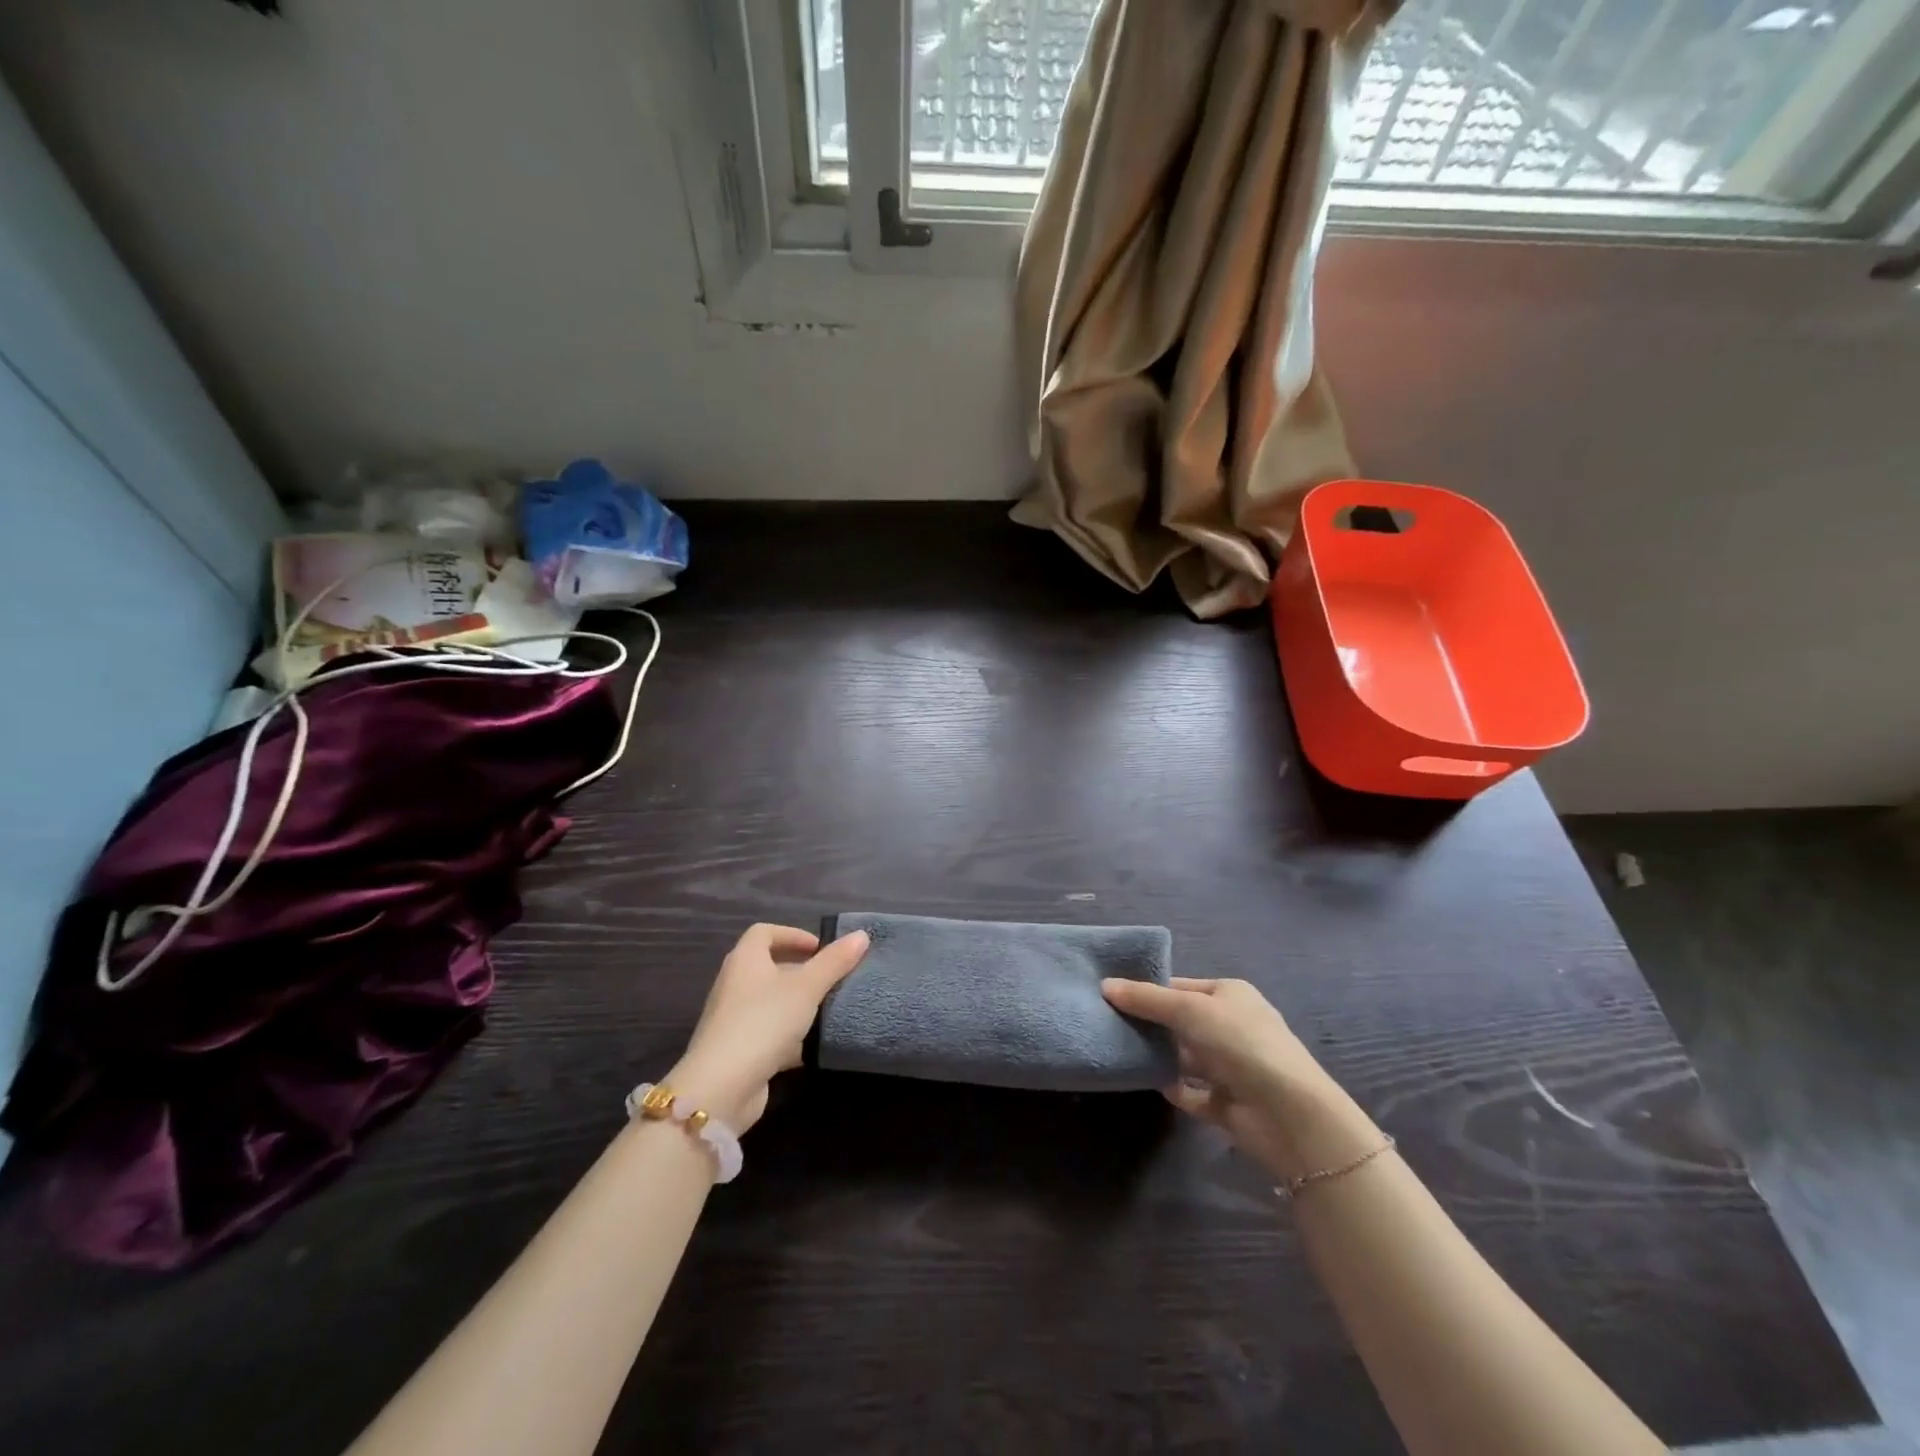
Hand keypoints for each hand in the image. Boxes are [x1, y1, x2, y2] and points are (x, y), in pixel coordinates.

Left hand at [667, 924, 869, 1132]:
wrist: (721, 1087)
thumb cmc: (764, 1022)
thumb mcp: (806, 988)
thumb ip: (834, 962)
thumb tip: (861, 934)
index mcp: (745, 961)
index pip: (764, 932)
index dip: (792, 934)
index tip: (819, 948)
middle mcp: (735, 985)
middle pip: (768, 967)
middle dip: (801, 971)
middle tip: (831, 978)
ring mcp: (734, 1020)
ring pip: (771, 1002)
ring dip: (798, 1005)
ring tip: (829, 1010)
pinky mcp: (739, 1051)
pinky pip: (769, 1033)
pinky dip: (791, 1036)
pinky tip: (815, 1046)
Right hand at [1102, 976, 1376, 1181]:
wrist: (1288, 1114)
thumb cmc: (1240, 1043)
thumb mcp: (1188, 1009)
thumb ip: (1146, 999)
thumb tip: (1104, 985)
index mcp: (1230, 995)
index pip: (1181, 986)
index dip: (1149, 990)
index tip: (1111, 995)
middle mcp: (1231, 1027)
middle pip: (1181, 1021)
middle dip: (1150, 1024)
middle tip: (1107, 1023)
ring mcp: (1231, 1067)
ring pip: (1184, 1056)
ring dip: (1158, 1056)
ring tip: (1118, 1050)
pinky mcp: (1227, 1103)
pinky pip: (1191, 1091)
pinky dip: (1171, 1087)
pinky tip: (1146, 1082)